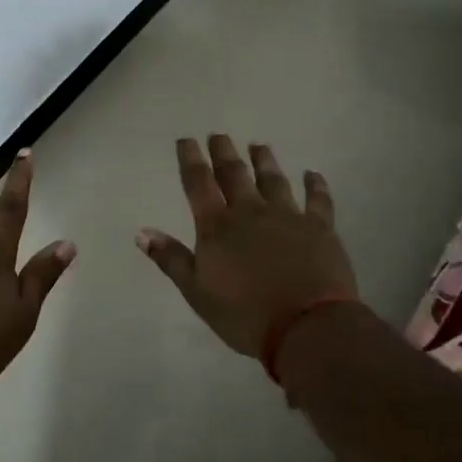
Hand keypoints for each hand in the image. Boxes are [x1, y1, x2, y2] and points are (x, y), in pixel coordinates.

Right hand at [137, 135, 358, 358]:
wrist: (306, 326)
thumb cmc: (244, 314)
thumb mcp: (197, 292)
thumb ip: (171, 259)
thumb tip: (141, 231)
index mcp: (217, 226)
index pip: (198, 183)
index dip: (190, 159)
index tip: (186, 140)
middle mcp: (250, 211)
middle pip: (234, 174)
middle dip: (224, 152)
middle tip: (219, 135)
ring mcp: (287, 216)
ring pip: (273, 179)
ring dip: (264, 160)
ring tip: (258, 145)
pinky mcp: (319, 228)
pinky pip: (317, 199)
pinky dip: (315, 185)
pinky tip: (312, 174)